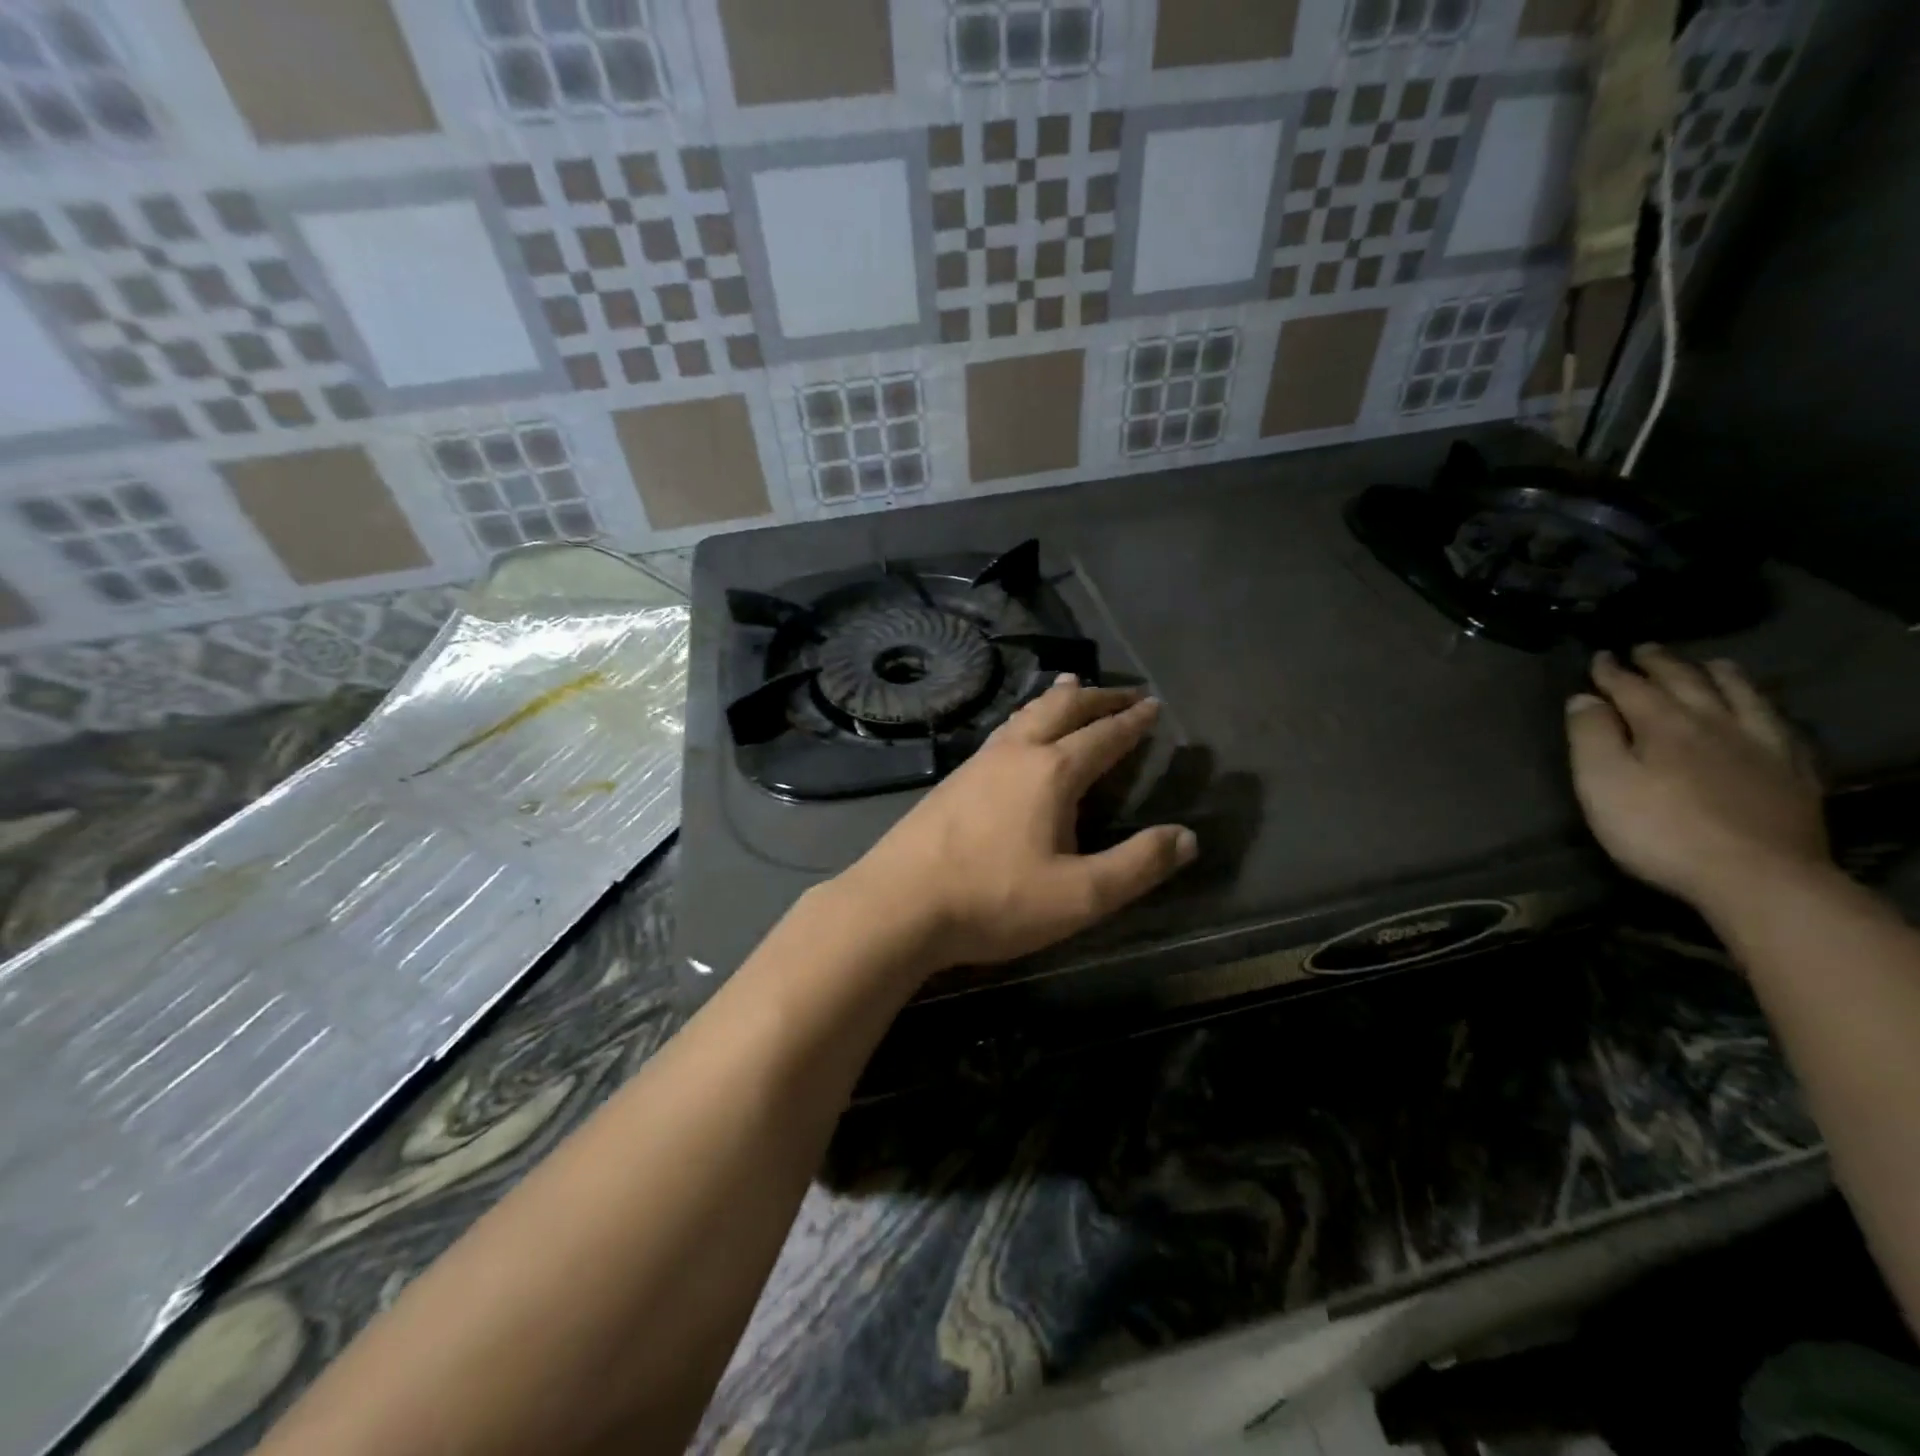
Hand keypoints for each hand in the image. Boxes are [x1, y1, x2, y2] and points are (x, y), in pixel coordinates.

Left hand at [836, 674, 1197, 971]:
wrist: (899, 904)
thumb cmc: (995, 900)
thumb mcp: (1080, 896)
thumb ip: (1138, 865)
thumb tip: (1187, 836)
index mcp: (1052, 772)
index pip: (1104, 736)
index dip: (1132, 721)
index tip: (1153, 705)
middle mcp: (1016, 753)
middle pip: (1062, 709)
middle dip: (1097, 697)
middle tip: (1123, 692)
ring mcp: (978, 762)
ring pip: (1025, 714)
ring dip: (1057, 700)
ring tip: (1072, 687)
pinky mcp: (953, 779)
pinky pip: (1002, 732)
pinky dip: (1025, 719)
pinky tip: (1018, 734)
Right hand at [1567, 645, 1829, 913]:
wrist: (1758, 877)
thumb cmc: (1660, 830)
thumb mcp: (1602, 783)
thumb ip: (1590, 736)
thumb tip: (1583, 698)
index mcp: (1664, 725)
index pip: (1631, 687)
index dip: (1612, 671)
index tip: (1599, 656)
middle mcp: (1715, 724)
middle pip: (1688, 682)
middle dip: (1662, 664)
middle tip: (1646, 649)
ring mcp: (1762, 747)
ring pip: (1742, 697)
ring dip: (1720, 676)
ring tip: (1710, 664)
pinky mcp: (1793, 774)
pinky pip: (1781, 728)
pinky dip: (1765, 710)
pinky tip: (1764, 712)